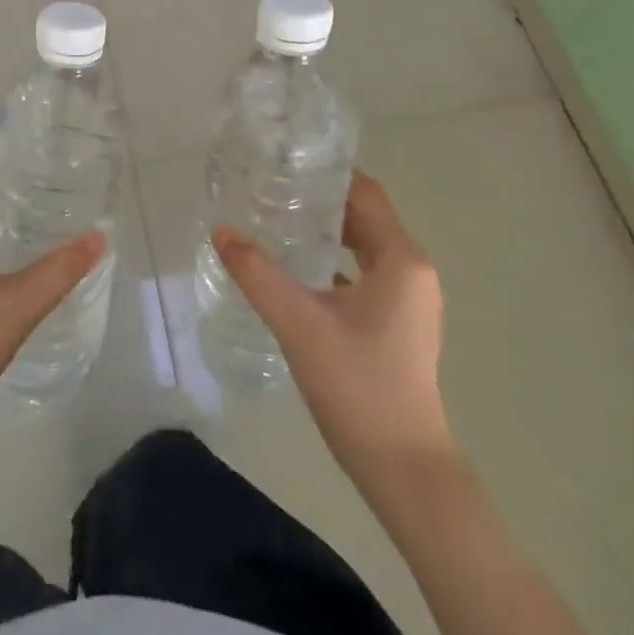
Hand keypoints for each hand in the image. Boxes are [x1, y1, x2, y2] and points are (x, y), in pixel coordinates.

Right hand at [213, 171, 451, 475]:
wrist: (403, 468)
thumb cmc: (358, 386)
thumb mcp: (299, 324)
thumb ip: (257, 274)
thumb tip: (221, 232)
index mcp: (401, 260)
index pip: (365, 193)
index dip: (327, 175)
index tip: (285, 165)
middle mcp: (412, 271)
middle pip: (365, 217)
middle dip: (321, 202)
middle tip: (271, 190)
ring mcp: (409, 300)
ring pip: (364, 247)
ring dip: (327, 233)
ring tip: (277, 222)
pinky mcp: (399, 323)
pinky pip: (365, 275)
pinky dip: (335, 263)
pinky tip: (297, 271)